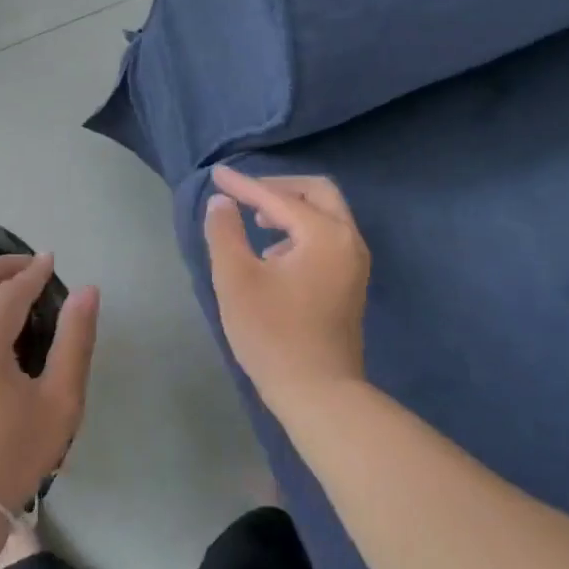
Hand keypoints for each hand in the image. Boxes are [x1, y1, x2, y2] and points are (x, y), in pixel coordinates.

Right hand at [203, 167, 370, 412]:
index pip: (278, 197)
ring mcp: (354, 263)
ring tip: (255, 219)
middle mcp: (348, 240)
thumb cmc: (273, 334)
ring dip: (290, 208)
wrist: (318, 393)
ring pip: (325, 215)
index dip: (243, 185)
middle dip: (277, 188)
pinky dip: (300, 230)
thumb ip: (225, 232)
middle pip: (316, 192)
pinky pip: (327, 237)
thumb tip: (222, 202)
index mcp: (324, 234)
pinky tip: (273, 251)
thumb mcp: (236, 279)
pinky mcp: (350, 282)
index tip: (215, 175)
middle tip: (244, 194)